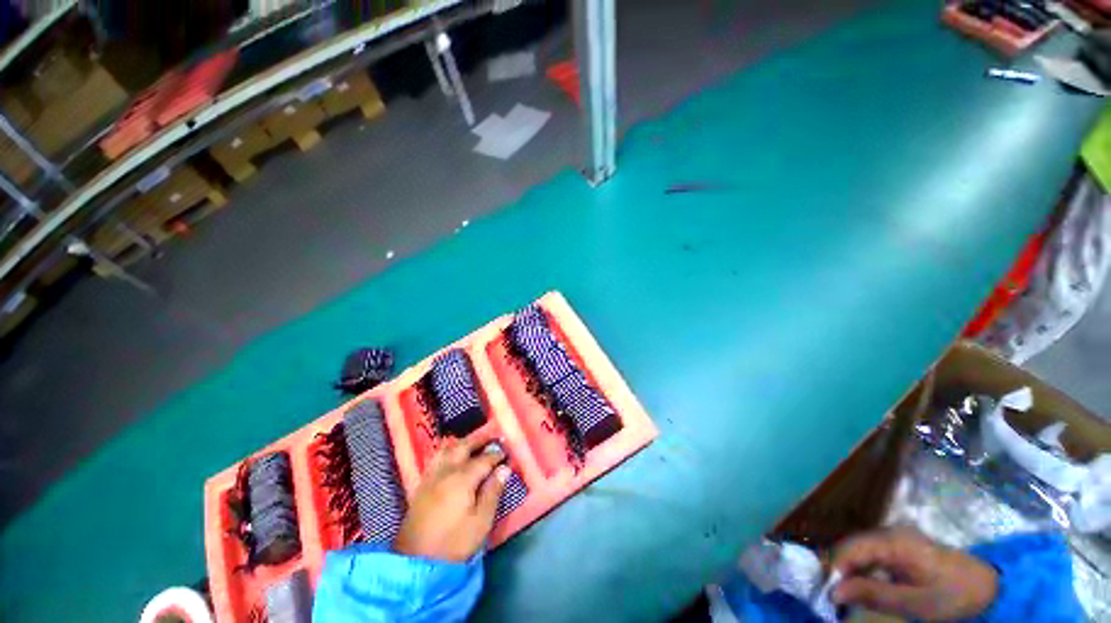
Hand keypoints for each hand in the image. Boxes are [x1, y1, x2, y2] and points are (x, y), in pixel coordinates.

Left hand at [393, 434, 509, 561]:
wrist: (416, 563)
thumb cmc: (454, 543)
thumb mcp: (481, 521)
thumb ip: (493, 491)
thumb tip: (504, 468)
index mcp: (462, 478)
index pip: (484, 459)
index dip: (496, 455)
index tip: (507, 453)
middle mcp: (446, 471)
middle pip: (463, 446)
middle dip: (479, 440)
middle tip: (492, 437)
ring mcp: (431, 477)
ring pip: (447, 450)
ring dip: (462, 443)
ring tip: (473, 443)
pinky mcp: (422, 486)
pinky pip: (436, 459)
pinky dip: (447, 451)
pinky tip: (452, 456)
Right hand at [831, 526, 997, 620]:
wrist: (991, 588)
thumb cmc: (953, 597)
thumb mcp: (916, 603)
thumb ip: (874, 594)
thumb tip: (833, 591)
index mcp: (893, 541)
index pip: (850, 549)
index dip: (834, 570)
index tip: (827, 595)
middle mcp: (889, 533)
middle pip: (852, 547)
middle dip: (839, 571)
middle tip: (834, 598)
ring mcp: (895, 538)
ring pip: (859, 551)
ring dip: (850, 572)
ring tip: (846, 595)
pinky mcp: (900, 547)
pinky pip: (872, 555)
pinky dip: (863, 571)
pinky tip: (864, 587)